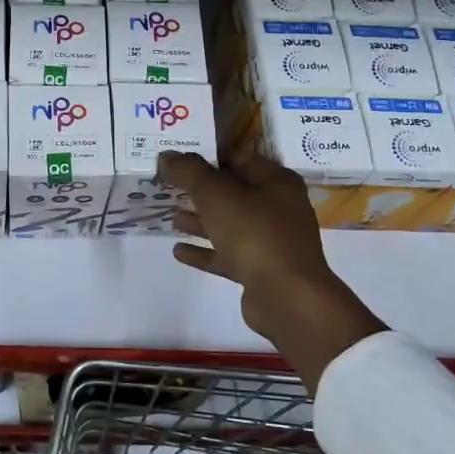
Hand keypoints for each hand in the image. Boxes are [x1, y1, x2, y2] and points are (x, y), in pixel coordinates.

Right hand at [159, 149, 385, 392]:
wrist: (287, 298)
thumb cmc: (255, 234)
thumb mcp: (216, 194)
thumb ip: (189, 172)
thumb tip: (167, 155)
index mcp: (276, 182)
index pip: (238, 158)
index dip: (208, 157)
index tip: (178, 158)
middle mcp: (278, 208)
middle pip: (233, 192)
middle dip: (201, 190)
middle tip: (168, 186)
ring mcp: (271, 241)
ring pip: (229, 224)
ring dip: (201, 221)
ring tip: (171, 217)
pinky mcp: (260, 270)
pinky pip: (227, 255)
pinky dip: (204, 251)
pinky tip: (178, 251)